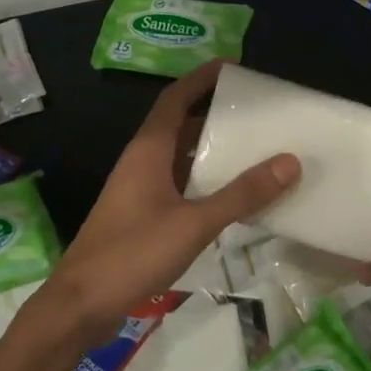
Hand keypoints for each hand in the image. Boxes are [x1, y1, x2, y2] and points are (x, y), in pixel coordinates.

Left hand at [25, 61, 298, 346]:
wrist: (80, 304)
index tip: (233, 65)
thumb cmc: (133, 253)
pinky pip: (179, 184)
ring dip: (211, 149)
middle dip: (214, 113)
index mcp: (149, 150)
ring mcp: (139, 189)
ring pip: (180, 157)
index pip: (176, 98)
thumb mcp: (194, 223)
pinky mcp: (141, 215)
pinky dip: (204, 181)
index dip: (202, 78)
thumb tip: (290, 161)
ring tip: (253, 147)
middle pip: (180, 125)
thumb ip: (242, 194)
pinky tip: (230, 195)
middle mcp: (142, 161)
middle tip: (257, 112)